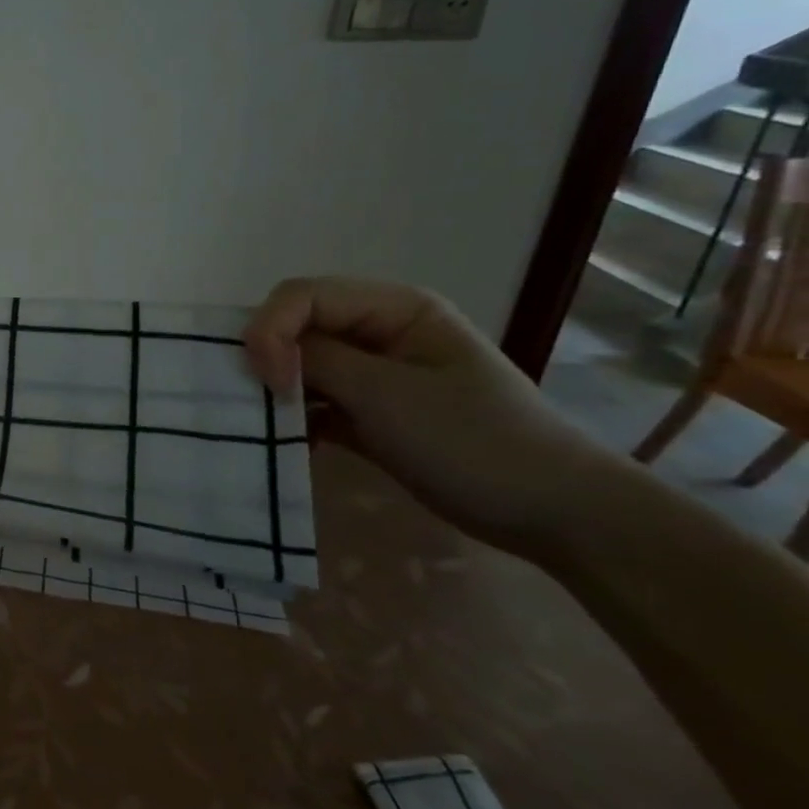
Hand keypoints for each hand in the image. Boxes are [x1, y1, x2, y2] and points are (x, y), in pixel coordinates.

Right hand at [243, 276, 616, 563]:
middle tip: (256, 400)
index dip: (271, 329)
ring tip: (265, 424)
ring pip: (301, 365)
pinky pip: (315, 402)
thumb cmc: (473, 441)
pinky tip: (292, 445)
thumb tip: (260, 351)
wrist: (552, 513)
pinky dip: (296, 419)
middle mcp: (380, 331)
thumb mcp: (387, 394)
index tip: (269, 382)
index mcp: (395, 308)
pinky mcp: (370, 413)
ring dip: (278, 391)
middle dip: (269, 357)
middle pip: (297, 326)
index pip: (303, 295)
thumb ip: (317, 360)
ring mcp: (375, 374)